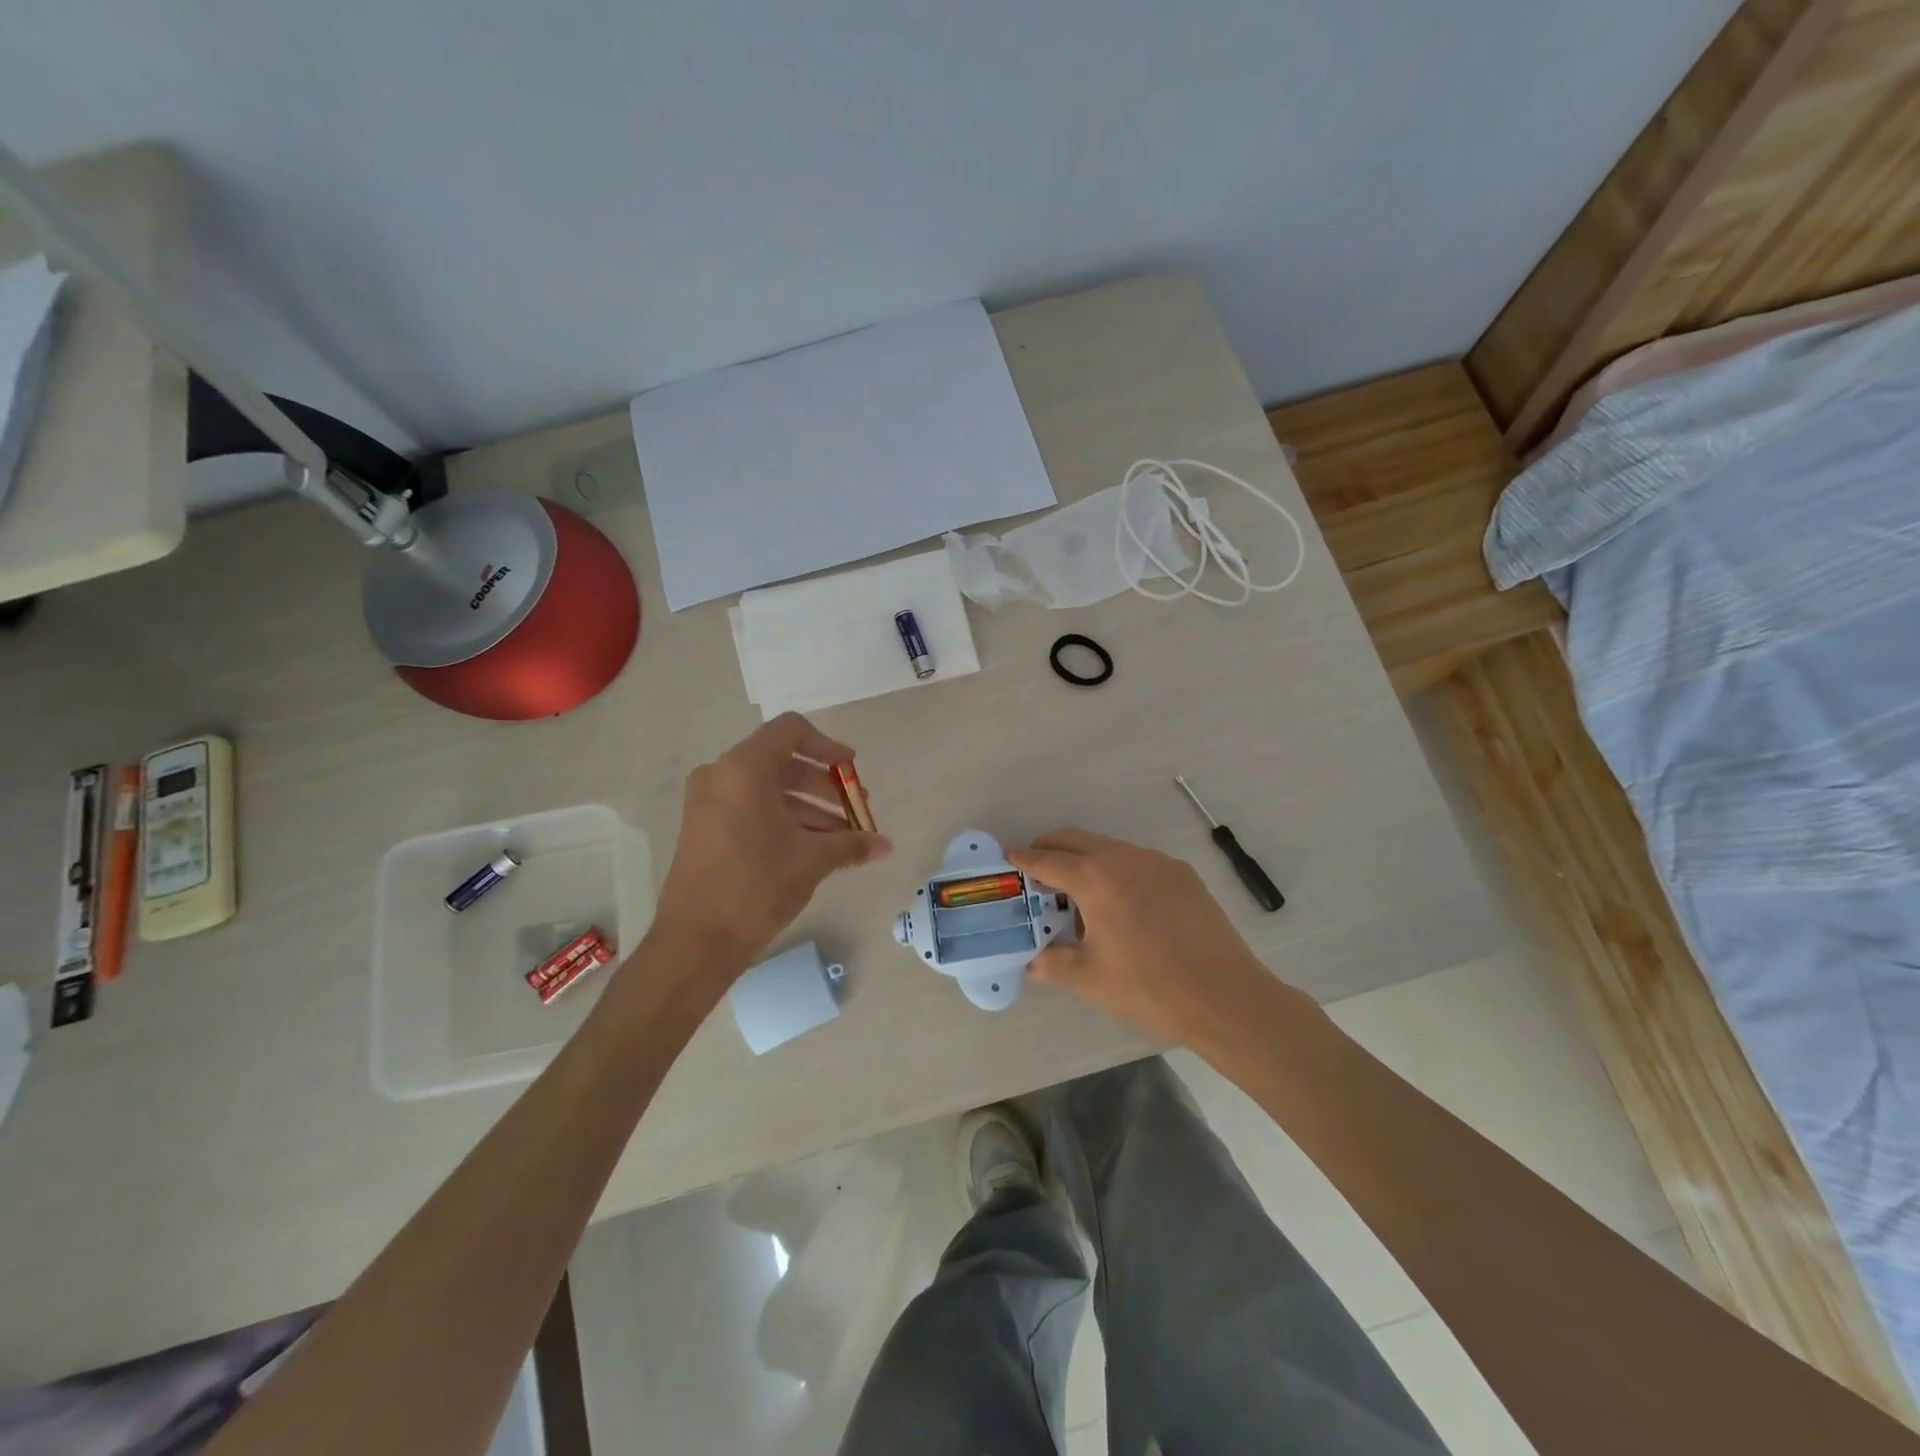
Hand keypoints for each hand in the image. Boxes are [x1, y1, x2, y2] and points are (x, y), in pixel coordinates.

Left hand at [650, 713, 890, 985]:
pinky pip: (751, 809)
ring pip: (769, 790)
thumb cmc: (757, 885)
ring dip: (809, 808)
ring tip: (844, 838)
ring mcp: (708, 803)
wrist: (696, 941)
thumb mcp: (813, 859)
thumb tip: (885, 845)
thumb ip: (852, 843)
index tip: (852, 771)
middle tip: (856, 810)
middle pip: (782, 762)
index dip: (828, 746)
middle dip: (824, 785)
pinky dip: (784, 821)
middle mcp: (721, 775)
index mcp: (744, 768)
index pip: (791, 731)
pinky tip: (815, 849)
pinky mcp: (705, 829)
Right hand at [1008, 829, 1303, 1045]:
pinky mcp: (1183, 875)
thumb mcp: (1090, 979)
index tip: (1009, 856)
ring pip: (1110, 849)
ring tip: (1080, 893)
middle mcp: (1124, 858)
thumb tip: (1034, 961)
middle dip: (1051, 849)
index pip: (1048, 860)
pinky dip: (1118, 871)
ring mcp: (1158, 863)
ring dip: (1086, 860)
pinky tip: (1124, 904)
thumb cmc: (1148, 986)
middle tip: (1036, 869)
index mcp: (1095, 878)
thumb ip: (1054, 963)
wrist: (1225, 996)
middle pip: (1077, 840)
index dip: (1024, 859)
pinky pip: (1138, 862)